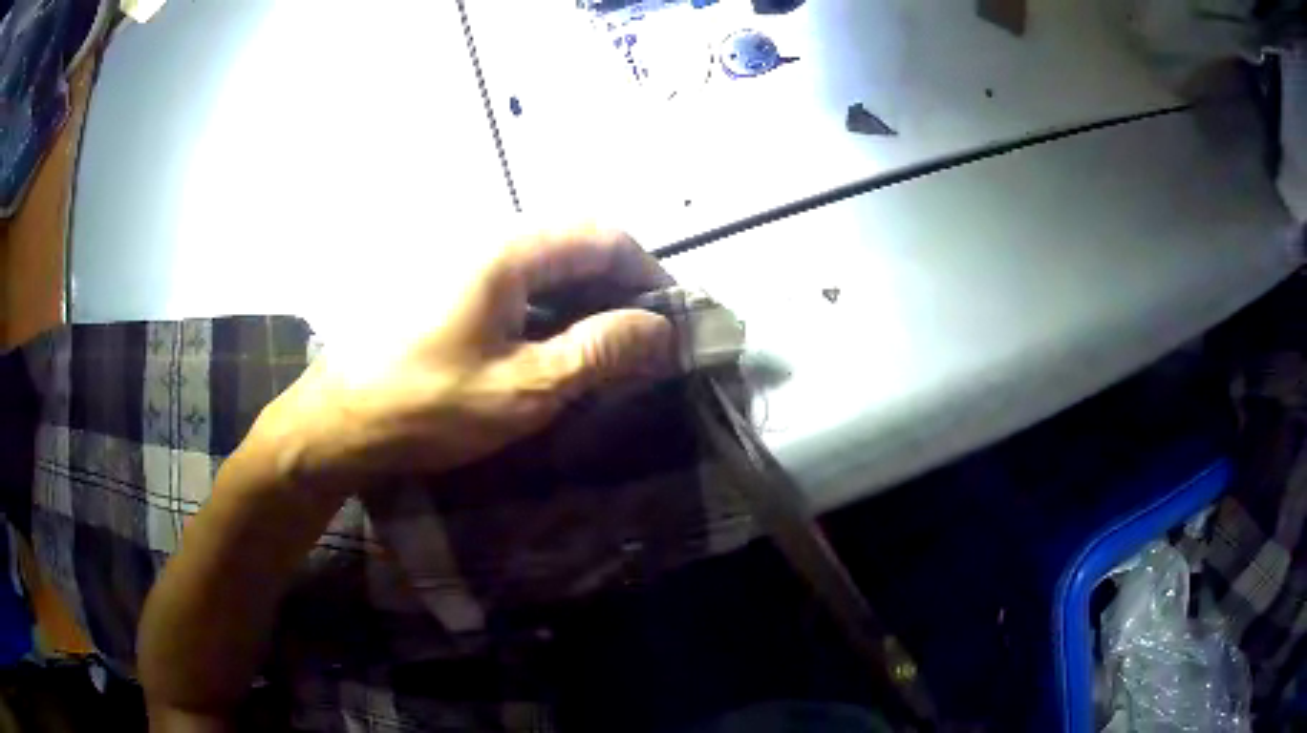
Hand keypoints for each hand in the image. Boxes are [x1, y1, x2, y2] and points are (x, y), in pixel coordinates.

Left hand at [253, 225, 677, 490]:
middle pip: (577, 243)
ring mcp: (463, 259)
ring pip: (547, 263)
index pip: (605, 236)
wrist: (337, 421)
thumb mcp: (523, 388)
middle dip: (620, 287)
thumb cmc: (425, 405)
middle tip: (644, 341)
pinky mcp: (447, 283)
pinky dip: (550, 307)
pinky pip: (516, 281)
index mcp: (508, 250)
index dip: (649, 273)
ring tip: (607, 348)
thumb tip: (661, 329)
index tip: (671, 319)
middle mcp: (487, 238)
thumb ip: (598, 352)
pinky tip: (554, 344)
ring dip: (586, 298)